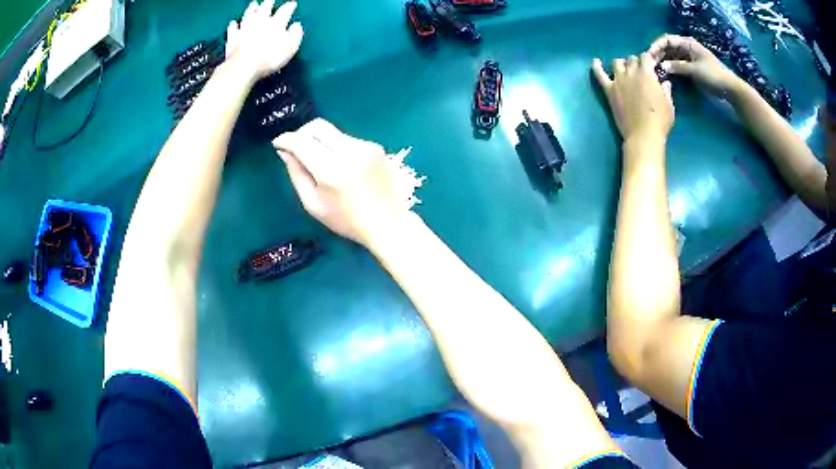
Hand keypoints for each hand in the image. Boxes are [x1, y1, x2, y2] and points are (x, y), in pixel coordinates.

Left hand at [225, 0, 303, 81]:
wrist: (244, 67)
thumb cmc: (269, 58)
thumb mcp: (291, 47)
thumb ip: (295, 34)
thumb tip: (296, 26)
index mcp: (276, 23)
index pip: (285, 10)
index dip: (289, 6)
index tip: (292, 4)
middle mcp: (260, 21)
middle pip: (265, 8)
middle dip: (268, 3)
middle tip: (270, 0)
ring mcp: (245, 29)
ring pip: (248, 15)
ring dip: (251, 9)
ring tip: (254, 4)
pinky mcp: (233, 38)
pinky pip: (233, 29)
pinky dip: (233, 25)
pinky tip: (233, 23)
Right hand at [273, 119, 411, 246]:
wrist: (388, 223)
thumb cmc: (346, 220)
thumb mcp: (313, 204)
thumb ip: (297, 174)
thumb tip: (285, 151)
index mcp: (332, 170)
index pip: (302, 142)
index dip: (286, 139)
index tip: (278, 143)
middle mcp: (350, 152)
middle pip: (318, 126)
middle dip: (301, 133)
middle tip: (295, 147)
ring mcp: (366, 147)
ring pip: (333, 132)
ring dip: (320, 141)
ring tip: (320, 162)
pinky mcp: (376, 147)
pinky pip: (348, 139)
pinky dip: (337, 147)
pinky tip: (342, 167)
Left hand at [592, 53, 673, 142]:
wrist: (643, 135)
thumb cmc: (660, 121)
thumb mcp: (669, 105)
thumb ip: (666, 90)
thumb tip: (665, 82)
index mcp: (647, 74)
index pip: (645, 57)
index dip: (648, 60)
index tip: (651, 66)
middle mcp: (631, 72)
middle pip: (631, 59)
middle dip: (637, 63)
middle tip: (640, 72)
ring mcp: (618, 80)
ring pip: (617, 63)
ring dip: (622, 64)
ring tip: (625, 70)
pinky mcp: (609, 90)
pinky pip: (600, 75)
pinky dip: (597, 67)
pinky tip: (595, 62)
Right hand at [648, 34, 740, 98]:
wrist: (729, 89)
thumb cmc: (713, 75)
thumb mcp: (695, 70)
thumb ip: (678, 67)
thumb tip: (662, 67)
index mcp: (687, 43)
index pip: (667, 40)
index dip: (657, 46)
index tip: (649, 55)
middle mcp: (686, 48)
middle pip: (668, 48)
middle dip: (659, 54)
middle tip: (650, 65)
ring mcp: (688, 59)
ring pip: (671, 57)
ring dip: (664, 62)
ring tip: (655, 70)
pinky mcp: (691, 69)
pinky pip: (677, 66)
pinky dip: (670, 69)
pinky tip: (665, 75)